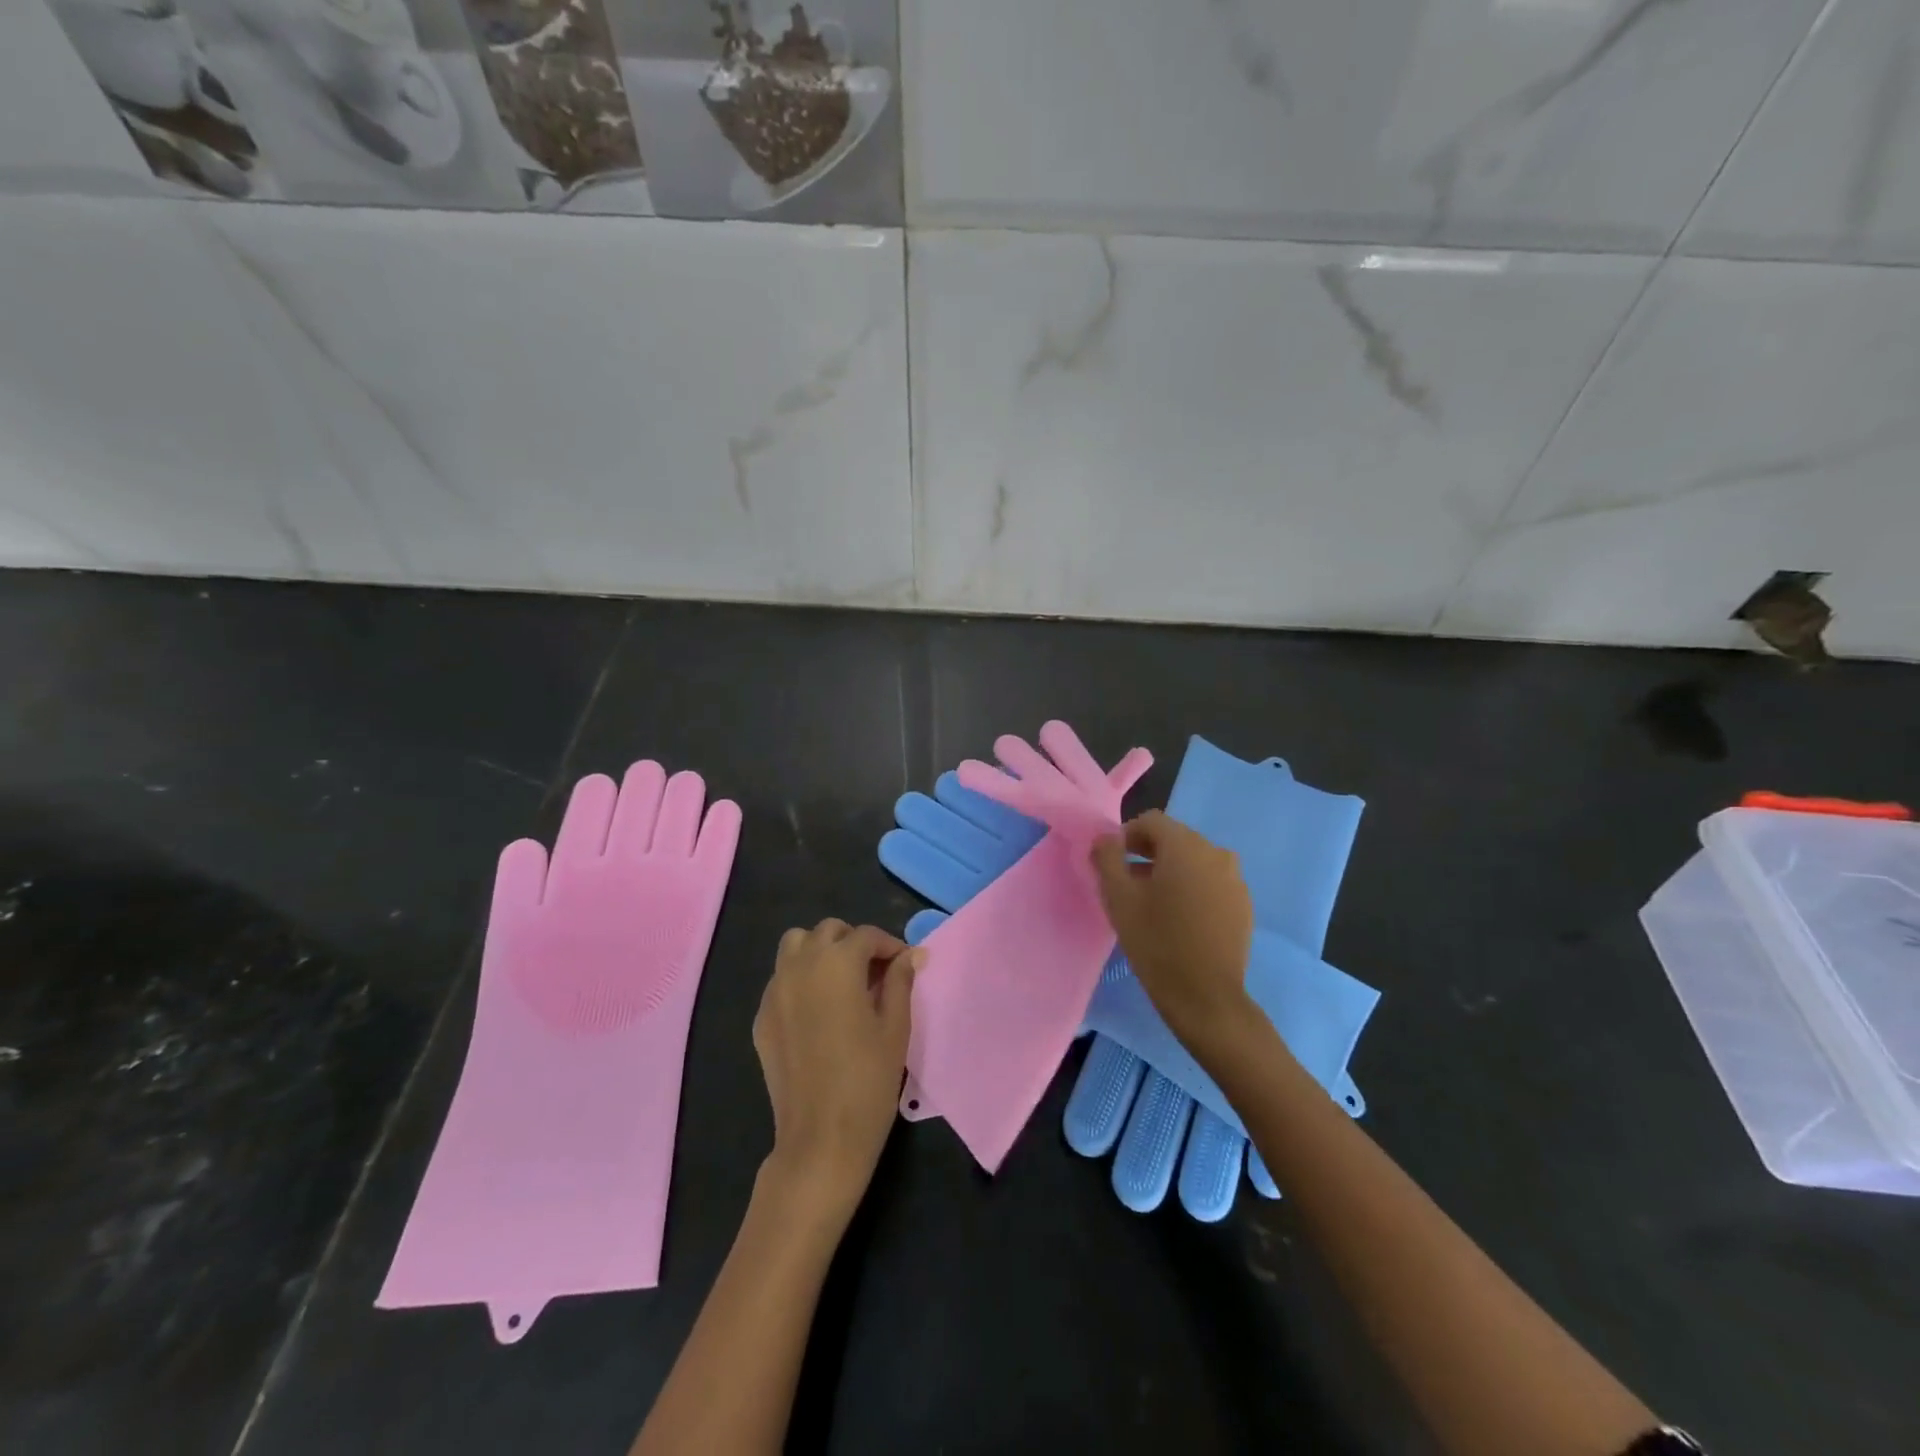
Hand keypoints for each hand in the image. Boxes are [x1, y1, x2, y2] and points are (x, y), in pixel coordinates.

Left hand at [754, 920, 921, 1218]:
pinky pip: (781, 979)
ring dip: (820, 951)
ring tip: (842, 981)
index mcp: (837, 963)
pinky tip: (818, 1010)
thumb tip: (910, 955)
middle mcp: (800, 966)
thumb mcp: (895, 1027)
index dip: (890, 946)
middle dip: (854, 943)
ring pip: (795, 946)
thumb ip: (900, 982)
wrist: (821, 1138)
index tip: (905, 965)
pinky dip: (800, 978)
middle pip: (828, 931)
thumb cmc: (868, 1080)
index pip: (866, 936)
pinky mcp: (762, 1018)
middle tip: (875, 973)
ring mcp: (775, 991)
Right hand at [1091, 812, 1254, 1051]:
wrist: (1205, 997)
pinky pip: (1211, 882)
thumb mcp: (1118, 898)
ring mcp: (1235, 879)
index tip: (1112, 864)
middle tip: (1127, 884)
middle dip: (1148, 854)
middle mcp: (1216, 853)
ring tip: (1152, 903)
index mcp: (1186, 845)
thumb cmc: (1156, 942)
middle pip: (1174, 839)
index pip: (1151, 821)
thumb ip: (1107, 857)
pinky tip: (1180, 919)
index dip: (1126, 836)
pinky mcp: (1243, 904)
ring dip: (1170, 872)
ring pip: (1194, 862)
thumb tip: (1105, 838)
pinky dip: (1192, 889)